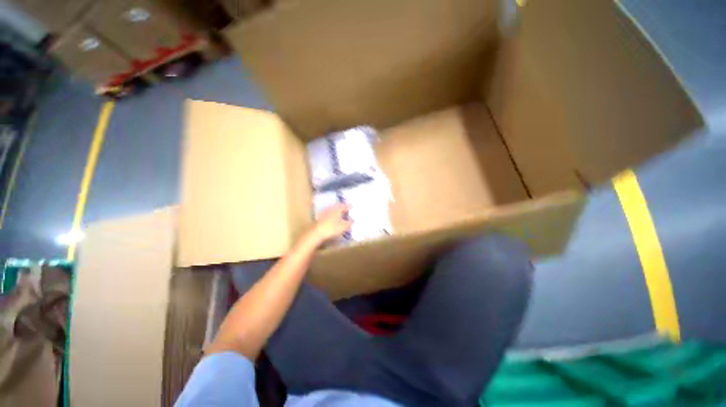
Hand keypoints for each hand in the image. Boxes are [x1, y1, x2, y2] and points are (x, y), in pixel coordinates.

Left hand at [307, 204, 352, 244]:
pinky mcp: (320, 217)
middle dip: (342, 207)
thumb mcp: (343, 226)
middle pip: (337, 206)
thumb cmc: (332, 228)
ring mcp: (324, 212)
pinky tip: (333, 218)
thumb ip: (349, 223)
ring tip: (340, 213)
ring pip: (332, 209)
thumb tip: (354, 220)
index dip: (348, 206)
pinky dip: (332, 214)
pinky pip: (328, 213)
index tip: (352, 206)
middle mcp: (331, 208)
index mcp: (337, 209)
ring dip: (336, 211)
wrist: (317, 232)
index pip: (344, 205)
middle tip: (346, 209)